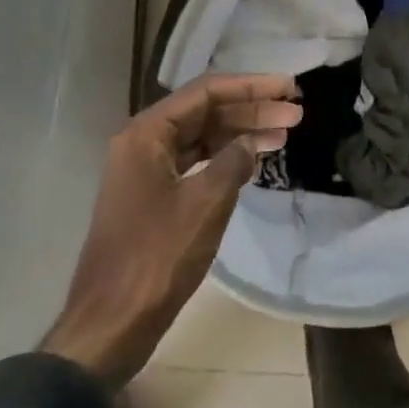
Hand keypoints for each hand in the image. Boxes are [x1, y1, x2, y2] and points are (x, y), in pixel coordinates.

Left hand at [43, 74, 300, 383]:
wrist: (112, 320)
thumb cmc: (157, 256)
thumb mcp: (205, 203)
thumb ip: (233, 161)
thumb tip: (251, 142)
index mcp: (147, 135)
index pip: (206, 92)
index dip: (252, 86)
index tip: (290, 88)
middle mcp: (143, 144)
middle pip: (205, 112)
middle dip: (252, 110)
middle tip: (296, 114)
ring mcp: (147, 171)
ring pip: (203, 138)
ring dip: (242, 134)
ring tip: (285, 135)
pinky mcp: (155, 196)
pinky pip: (196, 163)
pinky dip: (227, 159)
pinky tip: (256, 161)